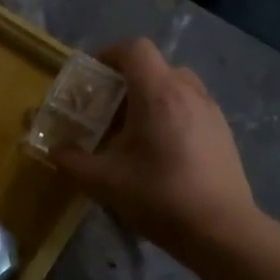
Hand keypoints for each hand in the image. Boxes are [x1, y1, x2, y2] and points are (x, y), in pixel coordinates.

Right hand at [52, 39, 256, 251]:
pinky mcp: (223, 132)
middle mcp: (188, 91)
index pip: (134, 49)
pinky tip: (162, 153)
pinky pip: (191, 108)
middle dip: (127, 82)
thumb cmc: (159, 197)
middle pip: (154, 67)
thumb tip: (55, 150)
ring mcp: (211, 110)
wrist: (221, 230)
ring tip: (135, 134)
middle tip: (108, 113)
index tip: (93, 79)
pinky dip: (172, 116)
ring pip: (175, 87)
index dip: (109, 55)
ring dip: (151, 99)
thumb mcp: (103, 182)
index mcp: (158, 93)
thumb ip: (71, 161)